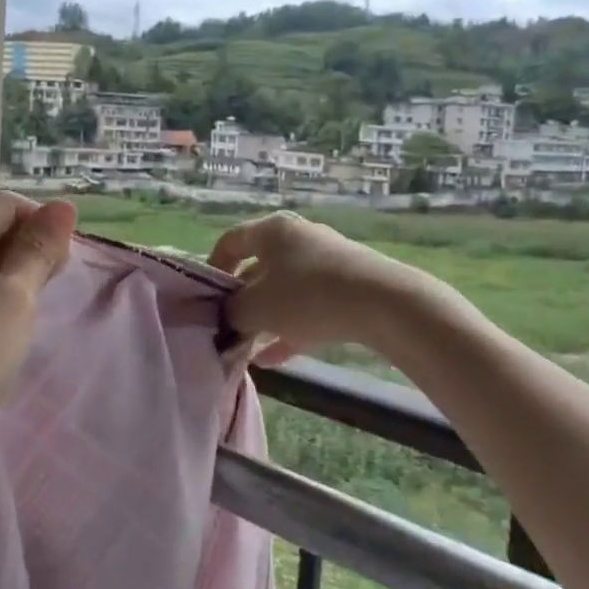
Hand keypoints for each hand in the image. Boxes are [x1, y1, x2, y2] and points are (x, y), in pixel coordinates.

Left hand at [0, 192, 77, 480]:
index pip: (4, 205)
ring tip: (31, 311)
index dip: (42, 222)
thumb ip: (39, 250)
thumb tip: (64, 206)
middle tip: (53, 287)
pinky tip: (4, 329)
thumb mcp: (16, 299)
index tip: (66, 261)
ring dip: (13, 276)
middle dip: (28, 249)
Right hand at [209, 211, 424, 365]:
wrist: (382, 303)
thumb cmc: (307, 296)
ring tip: (248, 348)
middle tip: (228, 327)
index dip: (213, 267)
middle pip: (259, 266)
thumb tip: (226, 316)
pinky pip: (310, 306)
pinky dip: (291, 327)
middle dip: (242, 299)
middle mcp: (298, 238)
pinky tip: (275, 358)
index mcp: (272, 231)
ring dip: (266, 317)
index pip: (231, 240)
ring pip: (285, 289)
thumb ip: (232, 312)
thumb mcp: (257, 308)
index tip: (205, 297)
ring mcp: (326, 261)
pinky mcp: (348, 285)